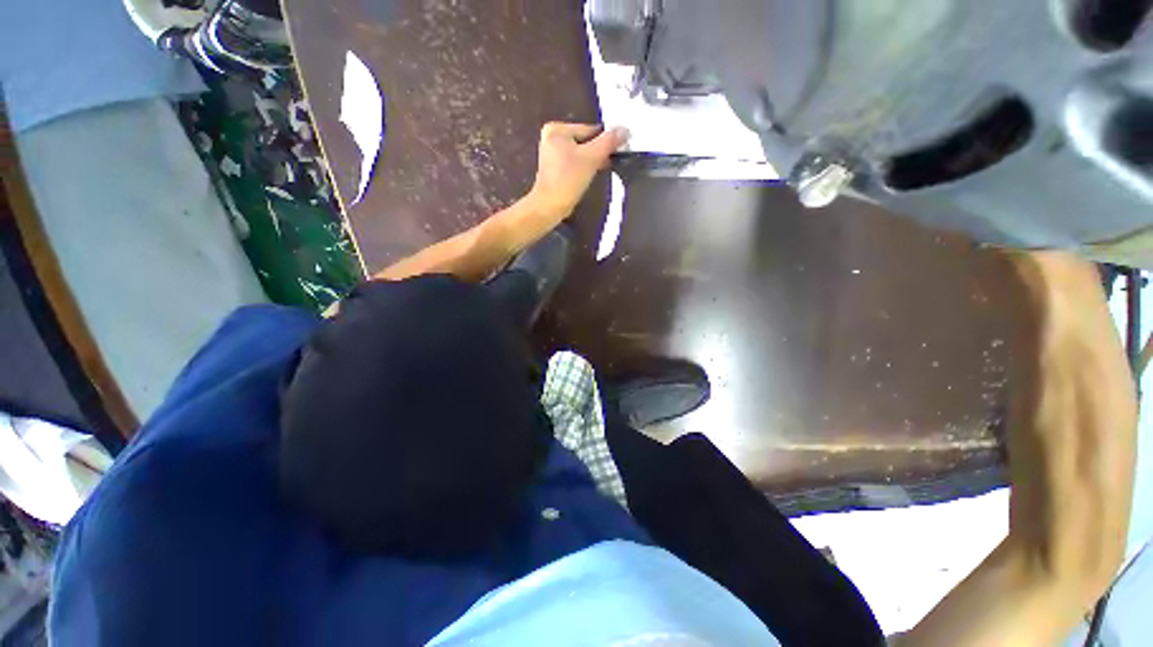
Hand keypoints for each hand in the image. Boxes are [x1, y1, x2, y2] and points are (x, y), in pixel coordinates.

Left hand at [527, 122, 628, 220]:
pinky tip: (589, 176)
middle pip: (585, 141)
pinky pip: (575, 163)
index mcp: (557, 129)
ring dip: (592, 161)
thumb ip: (609, 142)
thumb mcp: (591, 158)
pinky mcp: (555, 169)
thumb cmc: (568, 180)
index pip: (589, 130)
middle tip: (609, 161)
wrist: (550, 206)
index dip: (604, 140)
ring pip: (581, 153)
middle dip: (598, 152)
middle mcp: (552, 138)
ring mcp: (552, 154)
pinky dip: (584, 168)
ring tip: (599, 170)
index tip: (617, 151)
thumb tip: (624, 129)